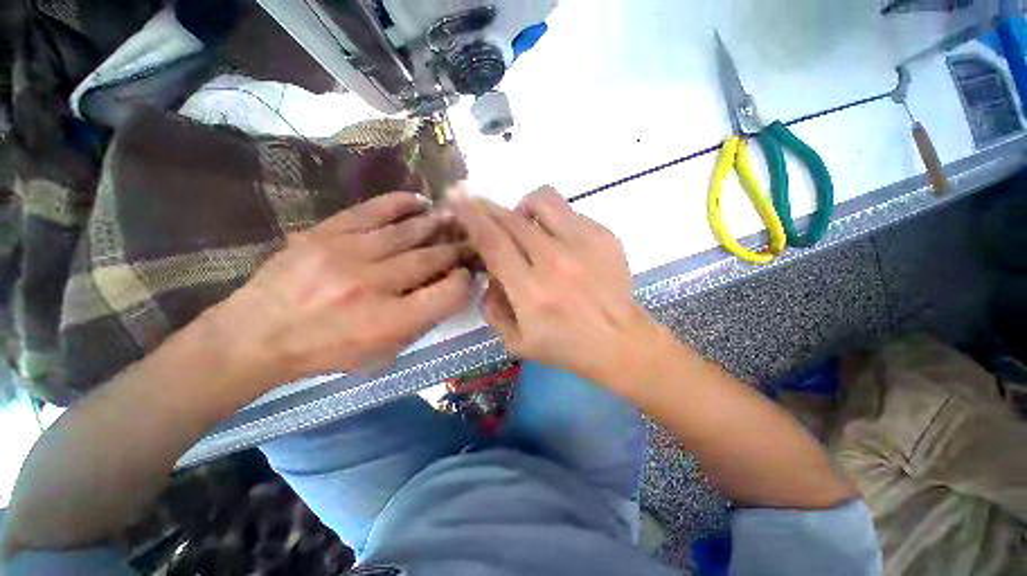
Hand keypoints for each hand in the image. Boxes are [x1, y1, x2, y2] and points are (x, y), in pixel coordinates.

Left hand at [216, 192, 472, 382]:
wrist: (258, 334)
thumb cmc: (329, 350)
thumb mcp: (384, 351)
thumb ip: (422, 321)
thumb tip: (451, 287)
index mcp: (391, 322)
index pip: (449, 293)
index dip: (464, 281)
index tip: (466, 274)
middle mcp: (374, 286)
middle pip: (431, 259)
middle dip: (457, 250)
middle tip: (470, 242)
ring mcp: (348, 254)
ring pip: (408, 232)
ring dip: (437, 225)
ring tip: (453, 219)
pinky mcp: (326, 233)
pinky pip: (372, 210)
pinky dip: (401, 203)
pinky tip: (419, 202)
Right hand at [452, 187, 664, 389]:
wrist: (620, 342)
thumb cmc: (567, 346)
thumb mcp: (516, 341)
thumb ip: (492, 307)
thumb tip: (489, 272)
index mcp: (531, 293)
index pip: (492, 242)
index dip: (471, 217)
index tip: (458, 201)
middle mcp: (555, 262)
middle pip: (511, 218)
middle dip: (488, 207)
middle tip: (480, 208)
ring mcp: (583, 245)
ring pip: (542, 201)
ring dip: (522, 207)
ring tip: (523, 223)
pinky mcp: (604, 236)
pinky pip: (568, 211)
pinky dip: (552, 219)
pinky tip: (556, 238)